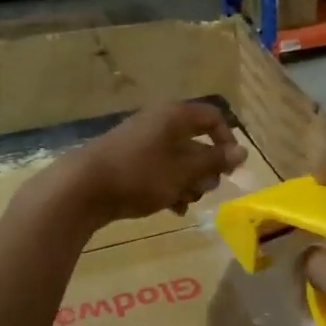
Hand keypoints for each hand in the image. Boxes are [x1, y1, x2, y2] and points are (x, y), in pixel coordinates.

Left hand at [52, 101, 246, 225]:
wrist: (82, 188)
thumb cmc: (140, 175)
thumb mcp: (183, 171)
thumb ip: (214, 161)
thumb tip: (243, 152)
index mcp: (174, 116)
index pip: (212, 117)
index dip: (227, 141)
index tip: (229, 168)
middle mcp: (159, 123)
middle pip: (196, 141)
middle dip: (205, 168)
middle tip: (204, 189)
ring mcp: (141, 141)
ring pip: (178, 159)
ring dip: (188, 181)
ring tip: (185, 202)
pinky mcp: (127, 160)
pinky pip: (159, 170)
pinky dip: (169, 186)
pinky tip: (171, 208)